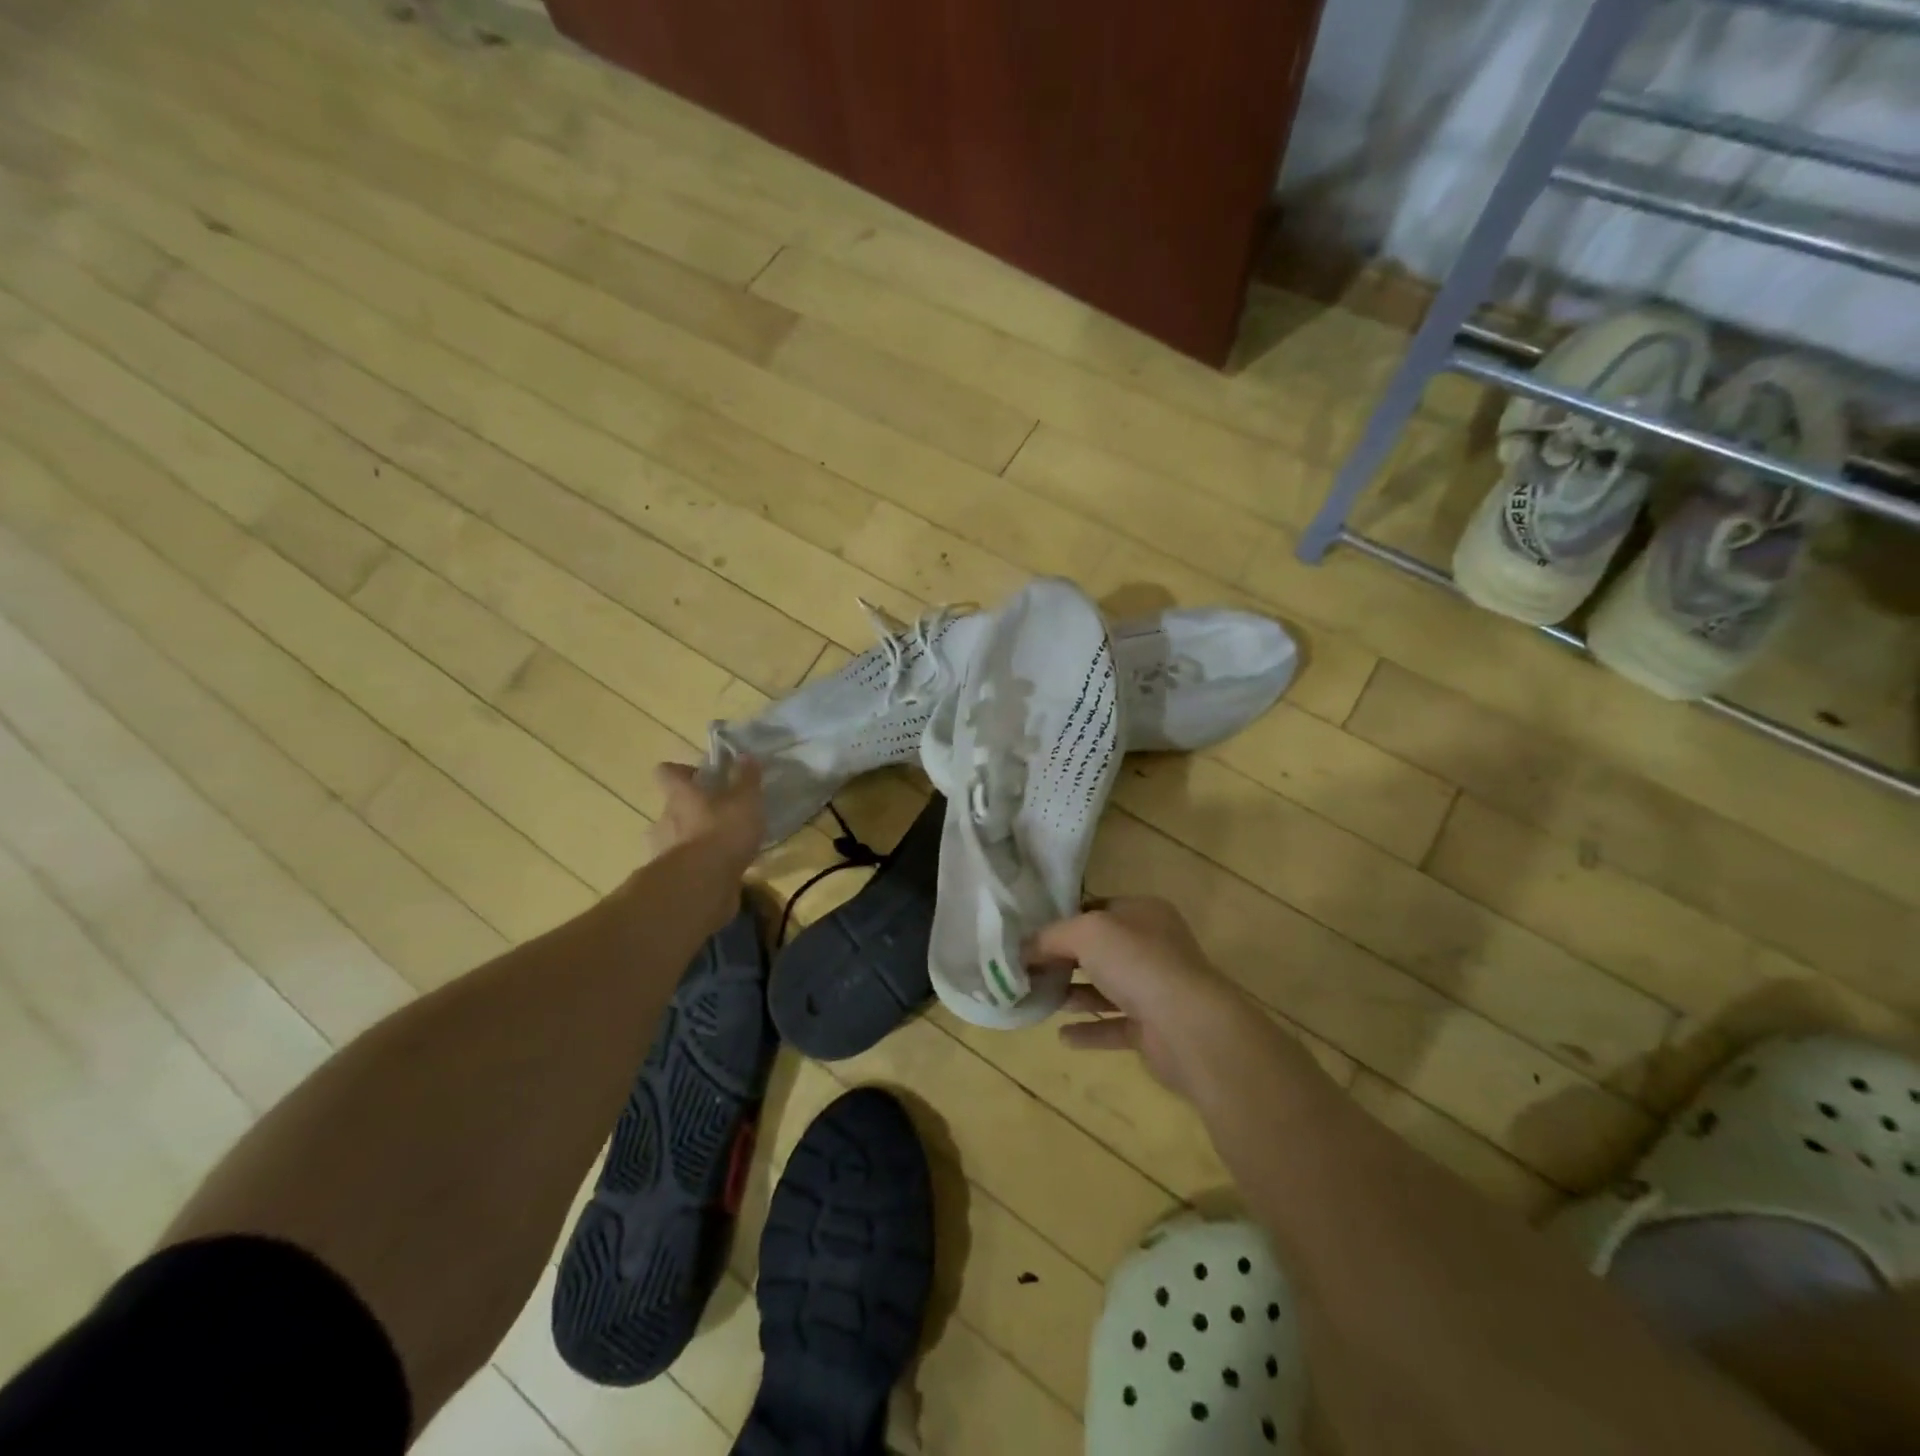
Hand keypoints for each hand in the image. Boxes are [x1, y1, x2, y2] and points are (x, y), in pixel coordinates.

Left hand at [649, 756, 764, 877]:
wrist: (701, 886)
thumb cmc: (722, 832)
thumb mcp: (745, 800)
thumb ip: (746, 778)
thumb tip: (744, 755)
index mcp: (680, 796)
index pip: (667, 772)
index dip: (681, 771)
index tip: (701, 776)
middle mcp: (664, 820)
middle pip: (671, 808)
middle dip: (692, 811)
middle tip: (719, 816)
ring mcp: (663, 852)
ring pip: (675, 840)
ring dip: (693, 842)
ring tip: (722, 848)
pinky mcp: (671, 880)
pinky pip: (684, 868)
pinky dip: (699, 868)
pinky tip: (722, 872)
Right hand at [1029, 897, 1283, 1102]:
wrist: (1189, 1027)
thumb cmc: (1138, 964)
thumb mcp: (1086, 933)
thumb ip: (1051, 936)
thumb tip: (1023, 949)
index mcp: (1142, 912)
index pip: (1095, 909)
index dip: (1062, 921)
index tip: (1028, 936)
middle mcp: (1152, 946)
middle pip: (1098, 950)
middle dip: (1063, 959)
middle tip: (1025, 970)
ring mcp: (1155, 989)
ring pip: (1105, 988)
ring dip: (1073, 994)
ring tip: (1038, 1000)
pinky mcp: (1153, 1028)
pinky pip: (1113, 1025)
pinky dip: (1089, 1029)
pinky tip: (1063, 1036)